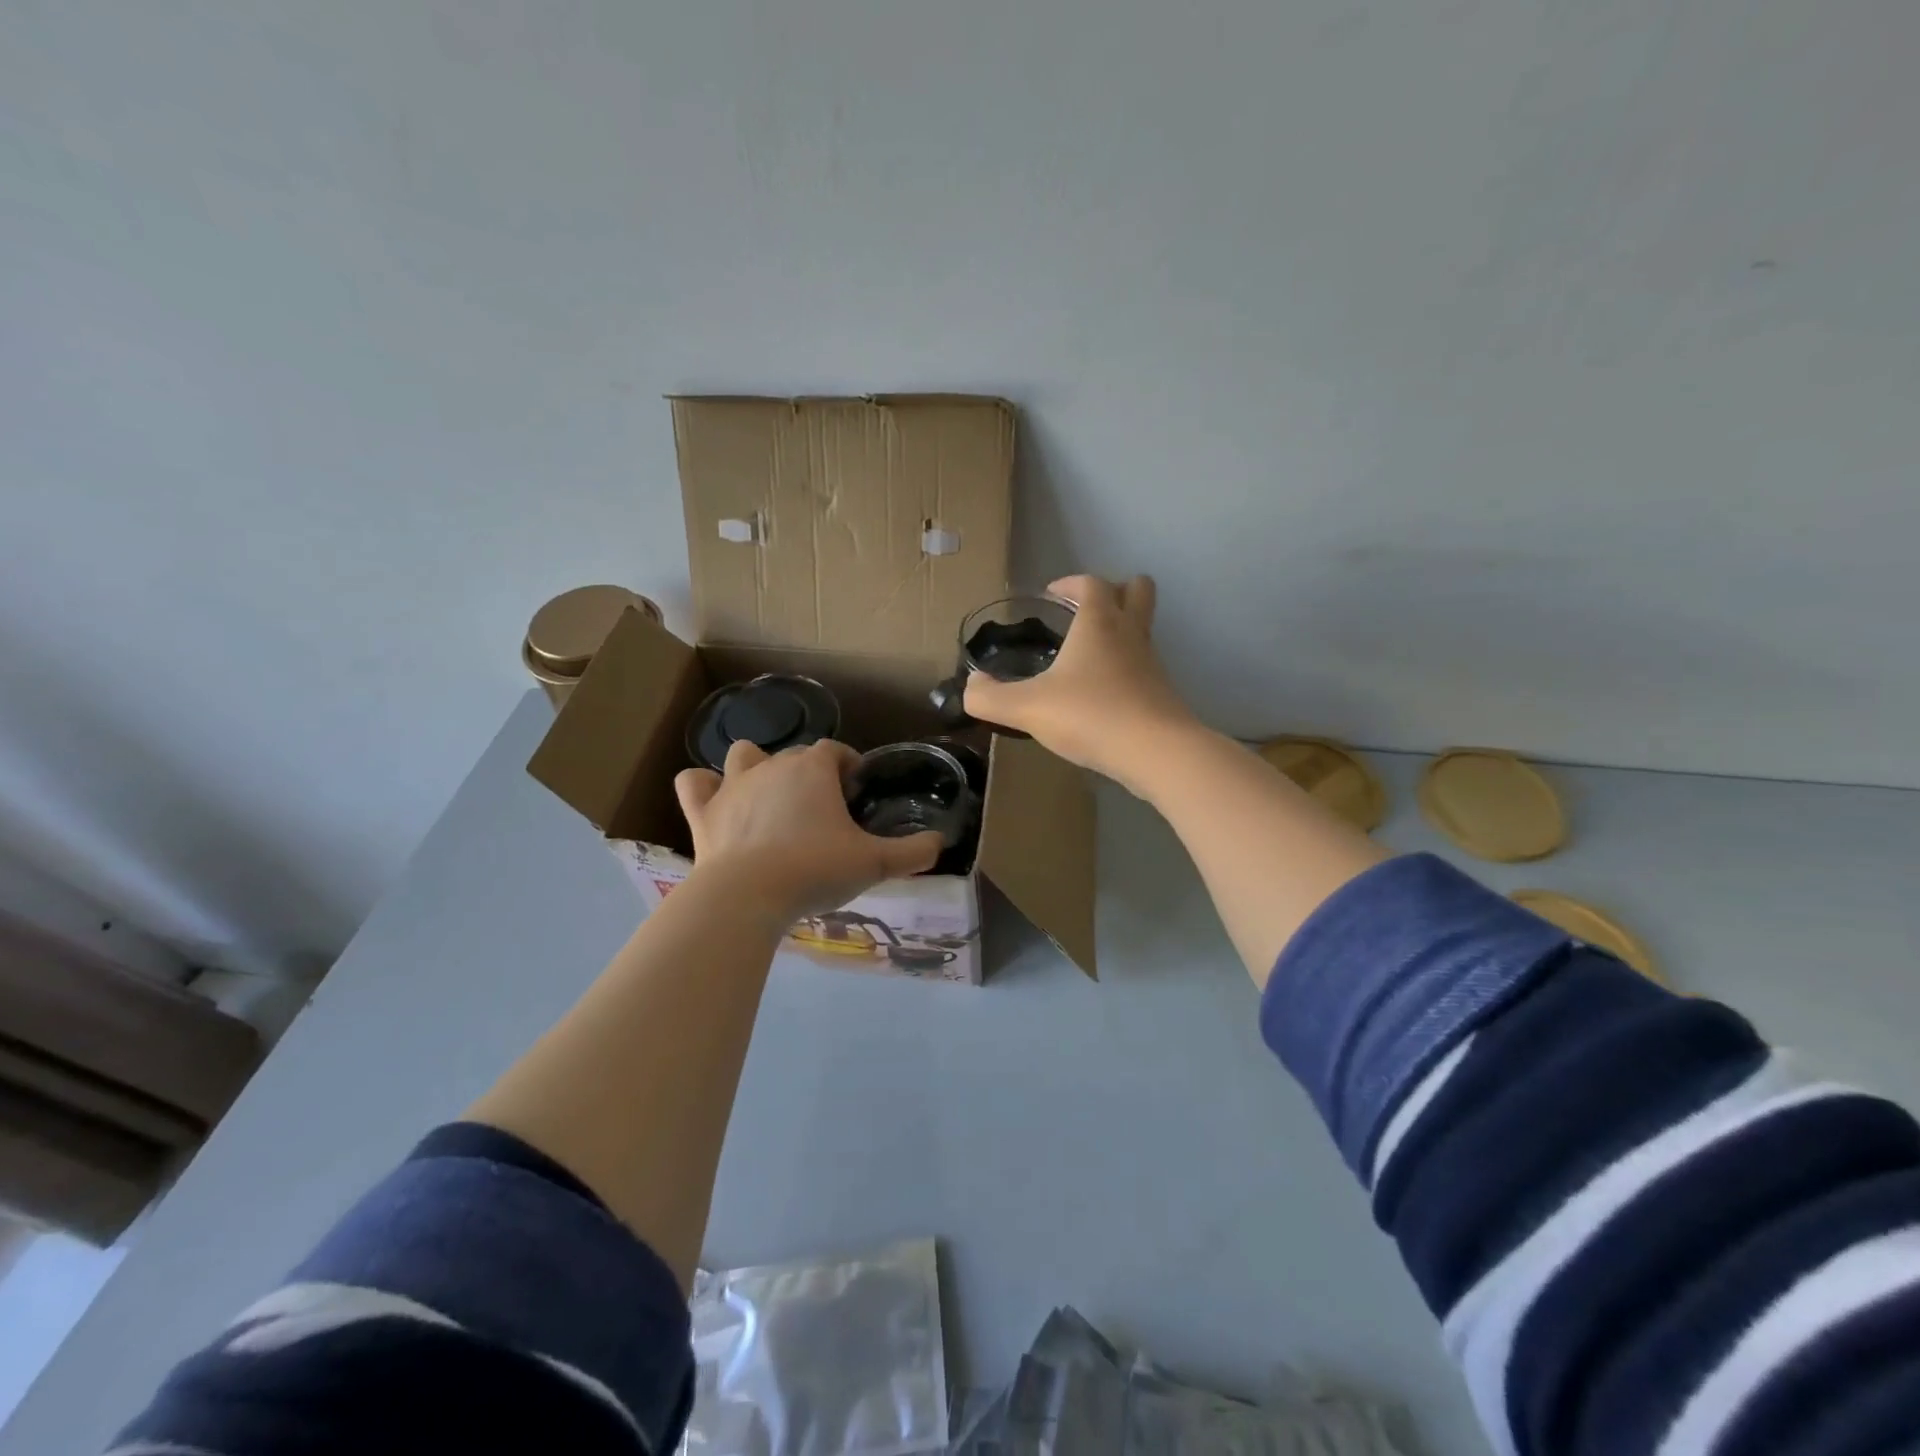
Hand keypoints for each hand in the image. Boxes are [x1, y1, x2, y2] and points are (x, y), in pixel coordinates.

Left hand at [674, 740, 942, 925]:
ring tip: (769, 796)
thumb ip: (912, 852)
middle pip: (794, 754)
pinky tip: (716, 800)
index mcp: (813, 768)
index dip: (848, 764)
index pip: (836, 750)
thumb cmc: (815, 869)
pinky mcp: (702, 811)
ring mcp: (732, 785)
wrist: (748, 895)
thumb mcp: (874, 863)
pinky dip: (703, 787)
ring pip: (743, 754)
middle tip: (823, 809)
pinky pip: (694, 783)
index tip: (856, 789)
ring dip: (755, 767)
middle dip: (809, 772)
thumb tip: (940, 844)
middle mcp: (772, 765)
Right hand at [964, 574, 1199, 792]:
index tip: (1052, 594)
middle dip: (1115, 591)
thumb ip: (990, 697)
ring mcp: (1151, 663)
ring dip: (1121, 630)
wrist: (1155, 752)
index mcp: (1099, 623)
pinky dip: (1126, 667)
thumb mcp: (1027, 708)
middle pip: (1137, 590)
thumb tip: (971, 686)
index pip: (1091, 583)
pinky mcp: (1161, 692)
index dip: (1070, 583)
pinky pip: (1144, 665)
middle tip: (1085, 610)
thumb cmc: (1090, 715)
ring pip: (1143, 629)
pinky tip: (1103, 693)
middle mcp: (1130, 634)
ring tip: (1089, 654)